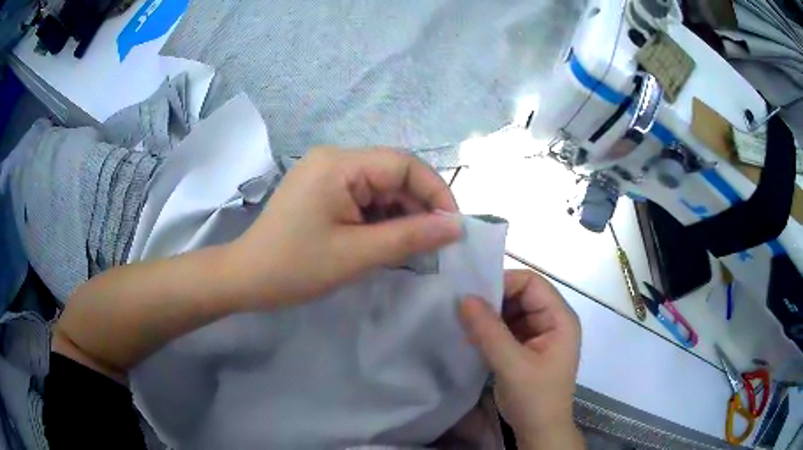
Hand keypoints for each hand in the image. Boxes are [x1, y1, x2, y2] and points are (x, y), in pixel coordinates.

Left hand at [226, 147, 462, 308]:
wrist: (246, 279)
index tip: (453, 227)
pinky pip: (363, 196)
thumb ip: (411, 237)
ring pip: (380, 187)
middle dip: (418, 207)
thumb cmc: (296, 267)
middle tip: (433, 243)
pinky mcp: (322, 188)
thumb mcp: (358, 255)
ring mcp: (325, 172)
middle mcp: (333, 158)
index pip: (404, 164)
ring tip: (409, 246)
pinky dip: (380, 218)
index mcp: (339, 164)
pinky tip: (384, 240)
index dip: (435, 192)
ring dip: (399, 215)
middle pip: (392, 174)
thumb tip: (457, 227)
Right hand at [459, 270, 582, 448]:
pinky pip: (507, 329)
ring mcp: (539, 335)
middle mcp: (552, 321)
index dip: (503, 283)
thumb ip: (489, 332)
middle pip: (521, 295)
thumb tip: (463, 297)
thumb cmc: (534, 398)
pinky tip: (471, 335)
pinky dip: (489, 330)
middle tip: (461, 306)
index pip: (532, 283)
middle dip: (493, 300)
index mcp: (560, 318)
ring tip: (462, 320)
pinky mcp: (526, 348)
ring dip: (489, 316)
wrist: (539, 431)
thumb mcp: (512, 365)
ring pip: (511, 312)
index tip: (472, 293)